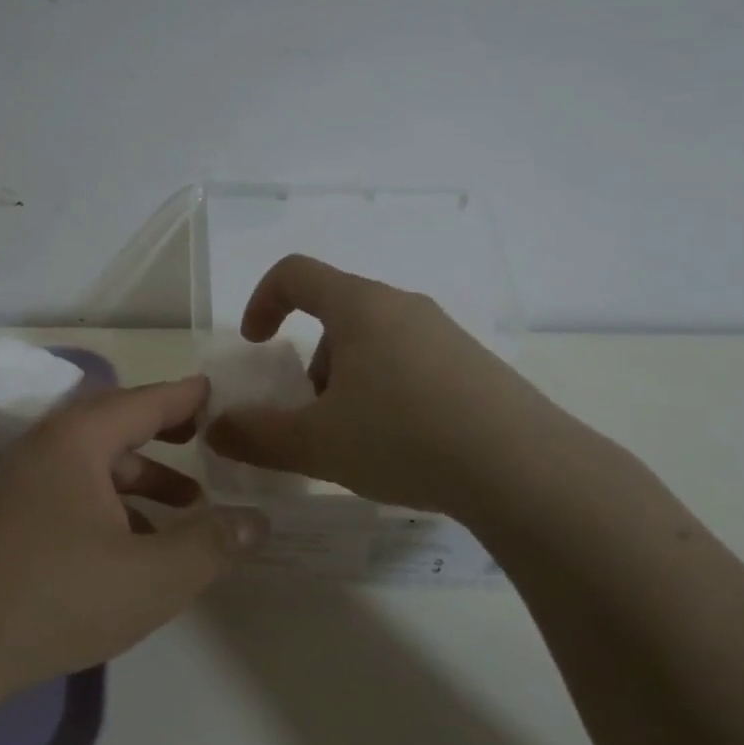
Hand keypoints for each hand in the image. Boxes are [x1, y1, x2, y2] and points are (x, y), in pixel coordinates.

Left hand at [0, 376, 268, 700]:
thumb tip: (258, 520)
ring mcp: (23, 483)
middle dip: (164, 432)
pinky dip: (113, 503)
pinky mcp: (12, 517)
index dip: (185, 397)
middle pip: (116, 425)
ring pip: (95, 463)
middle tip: (205, 438)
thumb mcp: (152, 575)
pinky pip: (74, 490)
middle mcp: (47, 448)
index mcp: (78, 441)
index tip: (216, 392)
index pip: (144, 402)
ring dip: (142, 477)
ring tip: (187, 506)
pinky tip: (135, 542)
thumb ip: (211, 544)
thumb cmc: (59, 595)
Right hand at [204, 254, 584, 523]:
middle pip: (337, 315)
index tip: (256, 344)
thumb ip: (256, 435)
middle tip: (313, 413)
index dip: (262, 301)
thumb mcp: (316, 444)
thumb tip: (216, 430)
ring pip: (375, 343)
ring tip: (357, 439)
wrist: (527, 471)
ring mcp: (446, 335)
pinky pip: (411, 364)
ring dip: (348, 381)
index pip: (296, 273)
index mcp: (360, 307)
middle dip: (311, 362)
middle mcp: (404, 307)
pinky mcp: (476, 366)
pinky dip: (387, 392)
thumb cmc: (404, 437)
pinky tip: (403, 446)